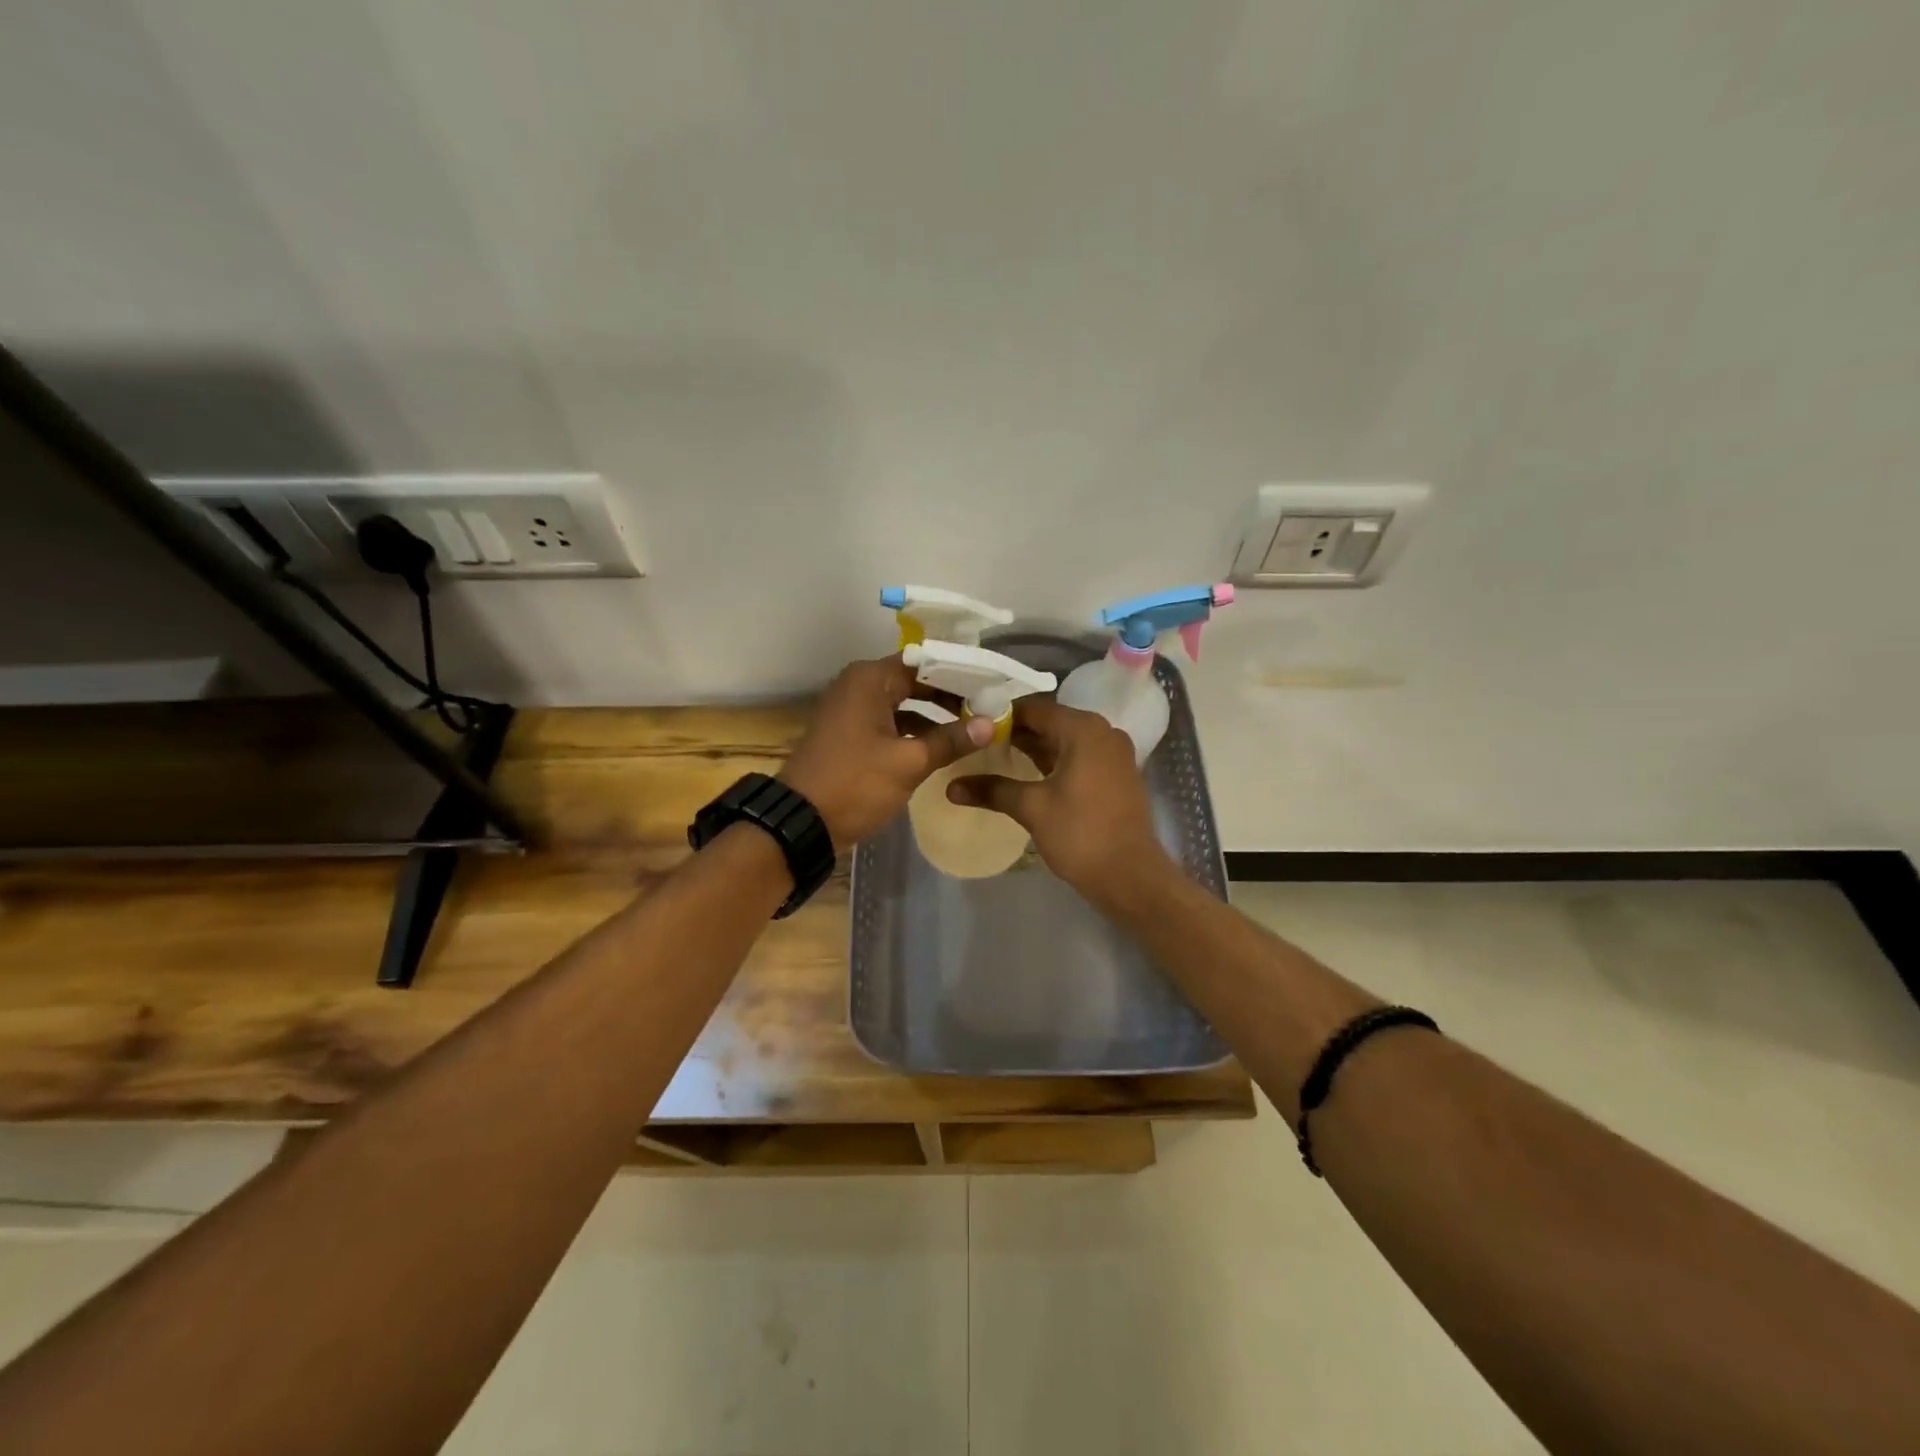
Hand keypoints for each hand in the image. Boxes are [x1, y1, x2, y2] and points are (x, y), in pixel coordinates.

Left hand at [780, 655, 992, 848]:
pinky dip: (913, 730)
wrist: (800, 822)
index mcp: (870, 679)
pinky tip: (939, 746)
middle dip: (949, 696)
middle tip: (987, 708)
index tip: (991, 687)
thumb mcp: (909, 762)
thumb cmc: (856, 783)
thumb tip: (990, 724)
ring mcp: (850, 710)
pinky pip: (888, 722)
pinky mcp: (849, 734)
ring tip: (971, 728)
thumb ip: (950, 740)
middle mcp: (858, 685)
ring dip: (933, 715)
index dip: (959, 675)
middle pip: (914, 681)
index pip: (925, 663)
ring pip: (902, 703)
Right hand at [947, 696, 1172, 899]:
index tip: (970, 724)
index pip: (1034, 709)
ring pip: (1064, 741)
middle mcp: (1102, 732)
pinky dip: (1052, 762)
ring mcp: (1113, 754)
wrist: (1130, 876)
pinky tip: (1024, 775)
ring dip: (1032, 748)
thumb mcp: (1031, 808)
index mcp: (1084, 729)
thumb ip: (992, 791)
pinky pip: (1078, 757)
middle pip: (1050, 722)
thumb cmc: (1080, 834)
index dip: (1000, 715)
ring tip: (992, 757)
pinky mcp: (1115, 775)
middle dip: (1014, 732)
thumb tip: (951, 787)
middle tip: (976, 742)